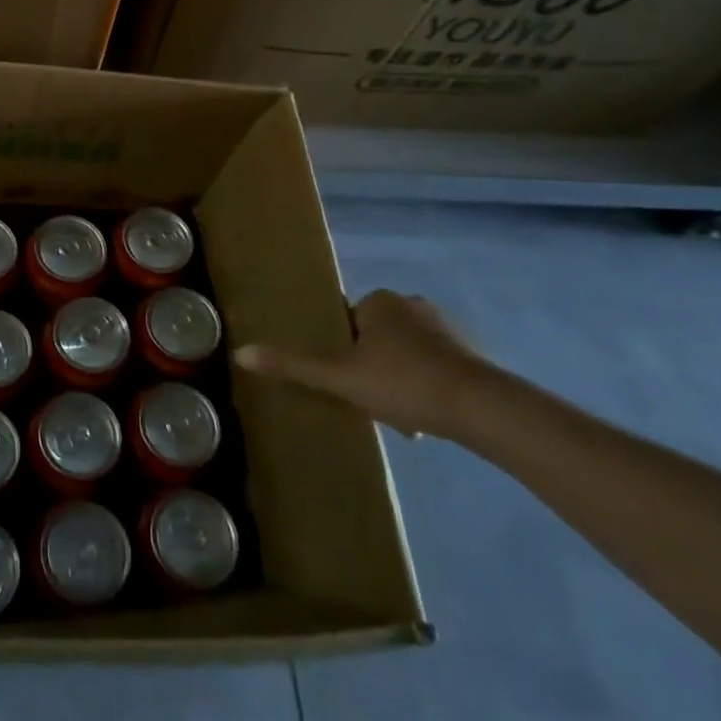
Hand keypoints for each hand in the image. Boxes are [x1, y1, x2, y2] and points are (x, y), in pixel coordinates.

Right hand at [232, 288, 493, 439]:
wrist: (480, 407)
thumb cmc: (403, 383)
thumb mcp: (340, 378)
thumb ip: (292, 366)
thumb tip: (240, 353)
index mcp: (379, 302)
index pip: (347, 321)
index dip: (341, 351)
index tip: (345, 381)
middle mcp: (410, 304)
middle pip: (375, 338)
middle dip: (371, 368)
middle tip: (369, 401)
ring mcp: (443, 327)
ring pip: (404, 354)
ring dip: (397, 380)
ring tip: (398, 416)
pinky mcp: (469, 352)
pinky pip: (432, 366)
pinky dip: (425, 386)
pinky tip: (424, 418)